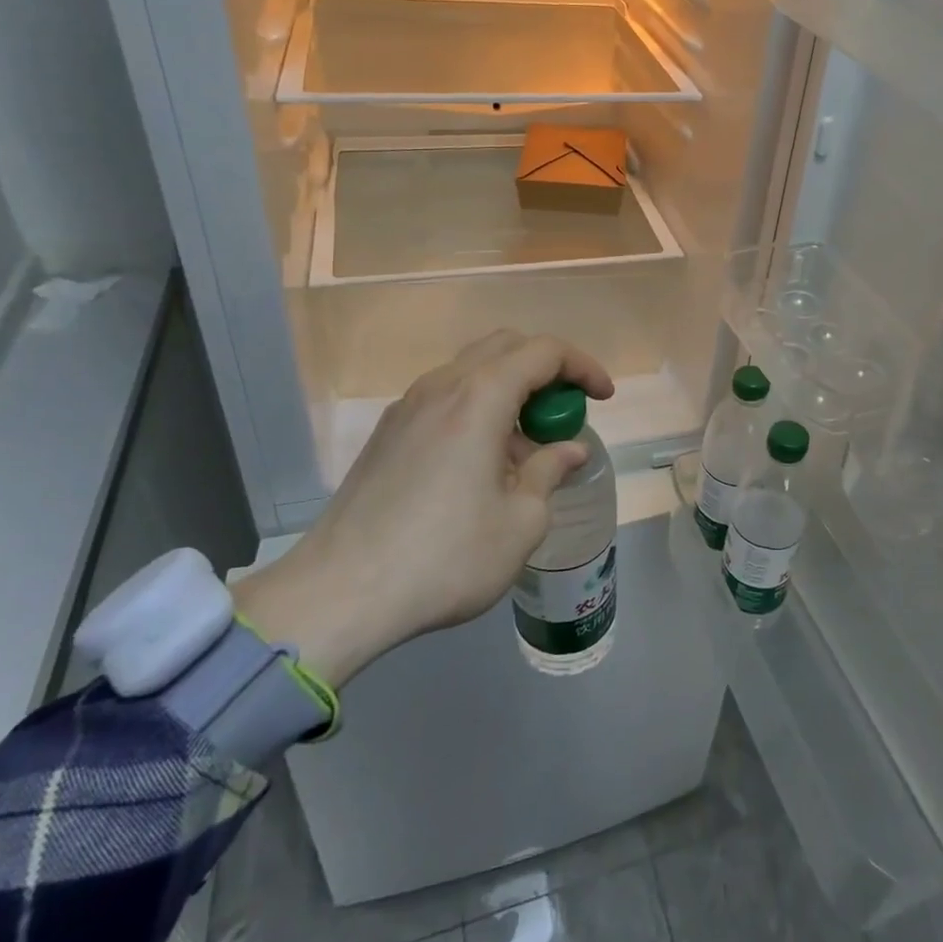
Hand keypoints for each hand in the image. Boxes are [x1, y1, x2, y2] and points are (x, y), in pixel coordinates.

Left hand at [232, 331, 613, 685]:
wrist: (339, 594)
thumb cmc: (444, 557)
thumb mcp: (520, 522)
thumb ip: (549, 472)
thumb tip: (568, 450)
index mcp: (479, 398)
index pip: (544, 352)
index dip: (582, 366)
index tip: (603, 398)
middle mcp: (441, 387)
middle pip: (505, 347)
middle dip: (546, 369)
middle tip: (566, 411)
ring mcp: (407, 408)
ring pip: (472, 371)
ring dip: (510, 391)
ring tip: (525, 447)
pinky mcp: (387, 434)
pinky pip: (445, 398)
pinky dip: (478, 408)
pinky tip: (482, 462)